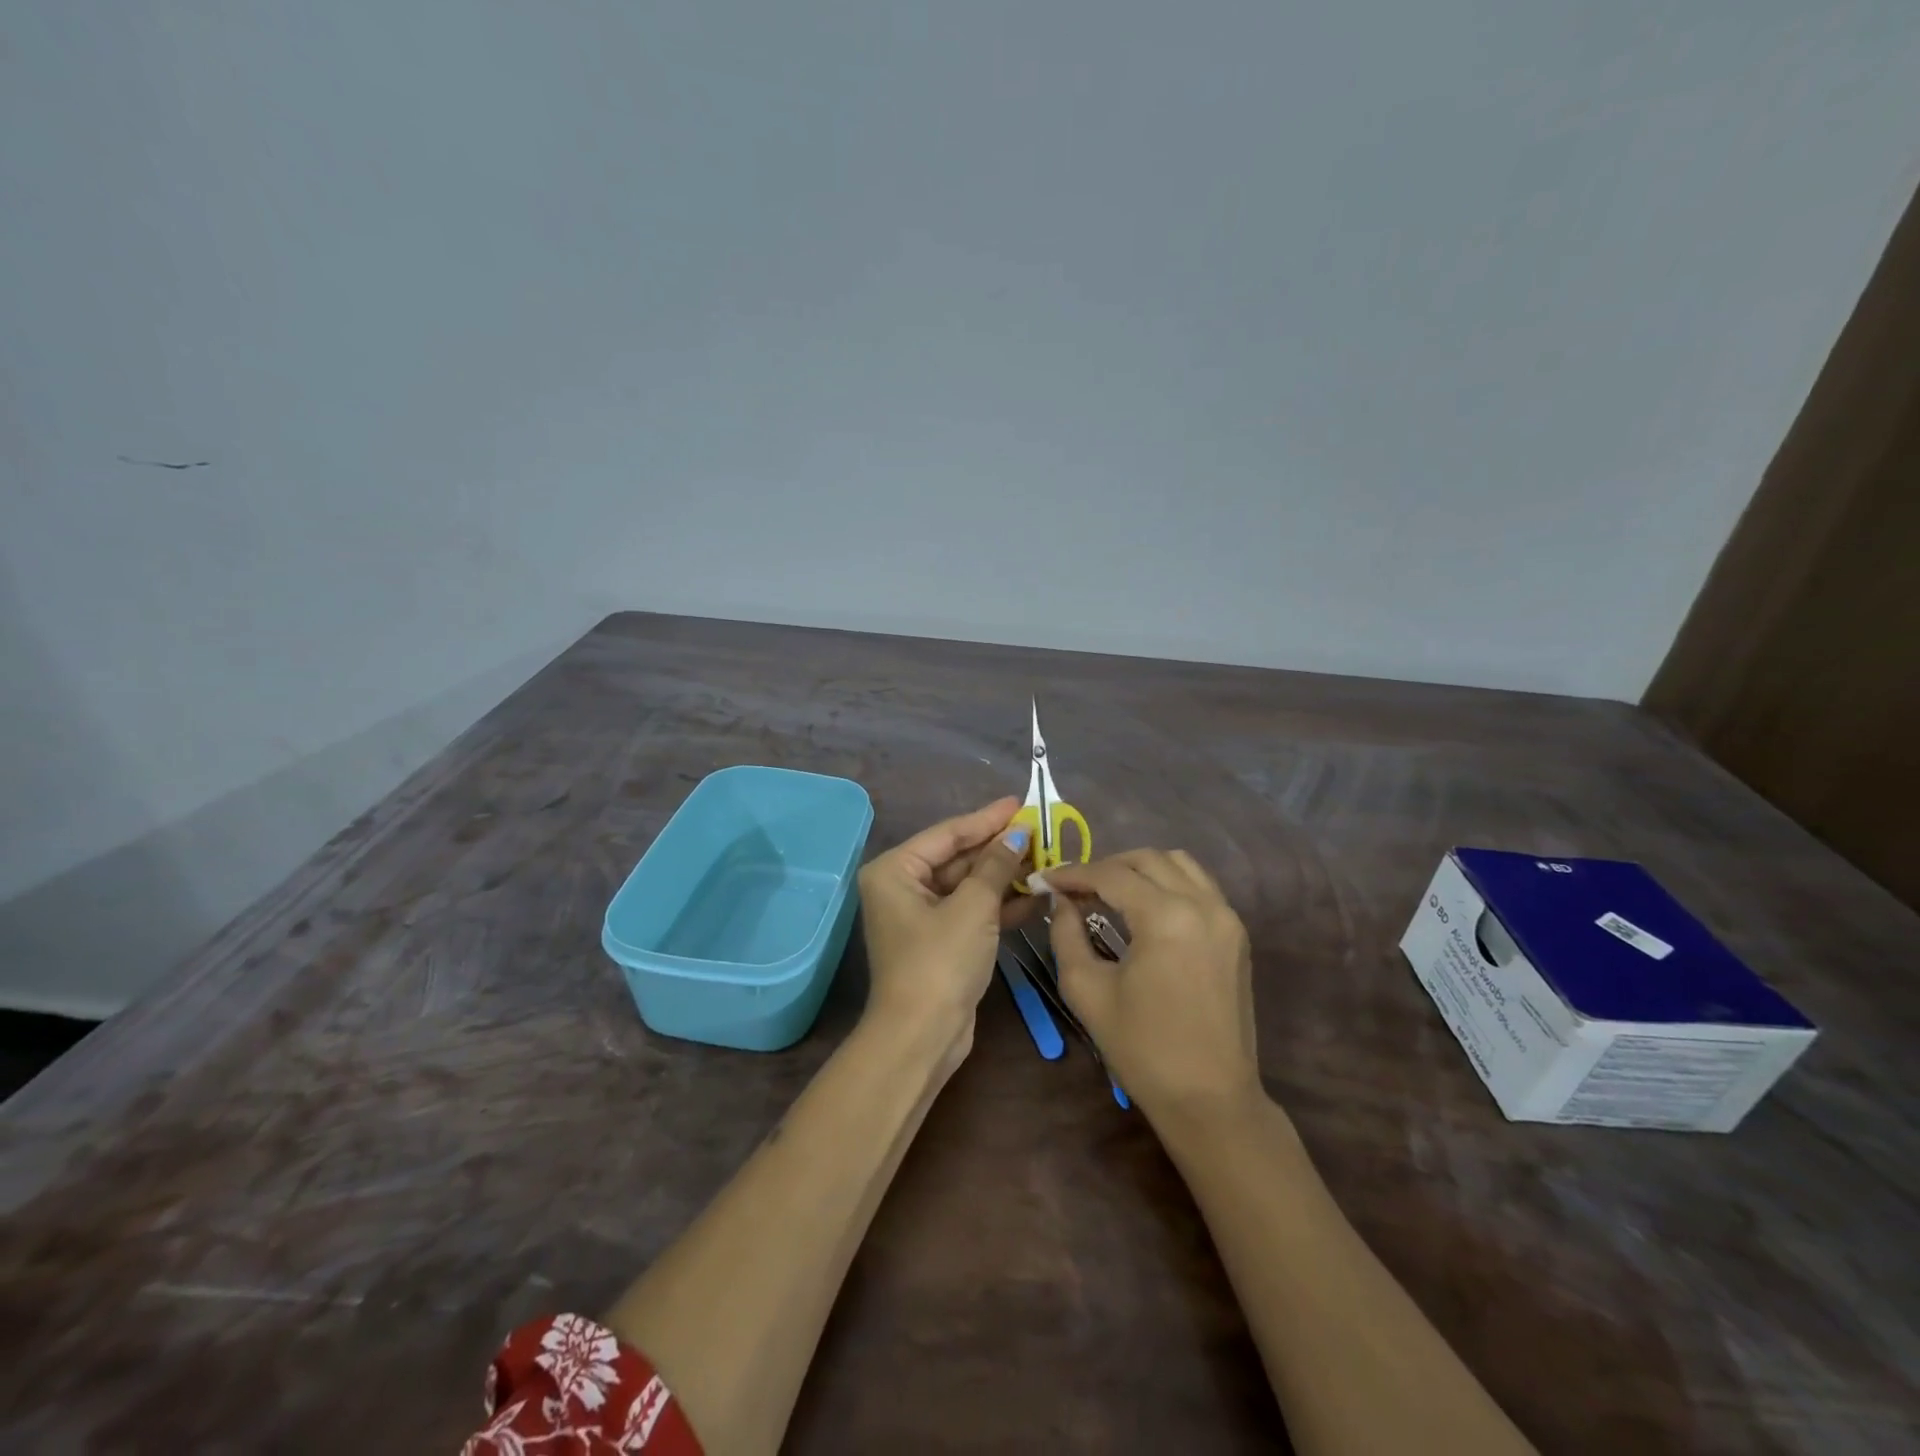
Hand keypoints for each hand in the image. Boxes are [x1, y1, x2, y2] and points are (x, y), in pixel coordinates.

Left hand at [856, 797, 1034, 1054]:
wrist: (922, 1037)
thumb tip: (1017, 833)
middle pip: (958, 858)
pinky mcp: (940, 941)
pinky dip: (1000, 905)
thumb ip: (996, 865)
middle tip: (1040, 830)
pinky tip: (1037, 895)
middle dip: (999, 848)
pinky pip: (972, 911)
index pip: (948, 834)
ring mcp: (921, 916)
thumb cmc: (940, 961)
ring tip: (1046, 858)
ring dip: (1005, 876)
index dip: (986, 818)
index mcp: (896, 870)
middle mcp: (902, 887)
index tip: (1020, 802)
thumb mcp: (973, 907)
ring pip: (968, 885)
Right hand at [1038, 850, 1258, 1117]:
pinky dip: (1168, 882)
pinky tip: (1144, 907)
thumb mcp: (1087, 991)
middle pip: (1147, 859)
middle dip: (1106, 866)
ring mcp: (1226, 917)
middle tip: (1074, 888)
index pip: (1111, 875)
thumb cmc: (1142, 1049)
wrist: (1210, 1099)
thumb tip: (1061, 901)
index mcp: (1166, 918)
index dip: (1073, 873)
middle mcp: (1202, 905)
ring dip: (1140, 868)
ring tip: (1109, 891)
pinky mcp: (1236, 934)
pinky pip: (1199, 886)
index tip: (1044, 879)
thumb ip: (1067, 935)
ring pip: (1179, 864)